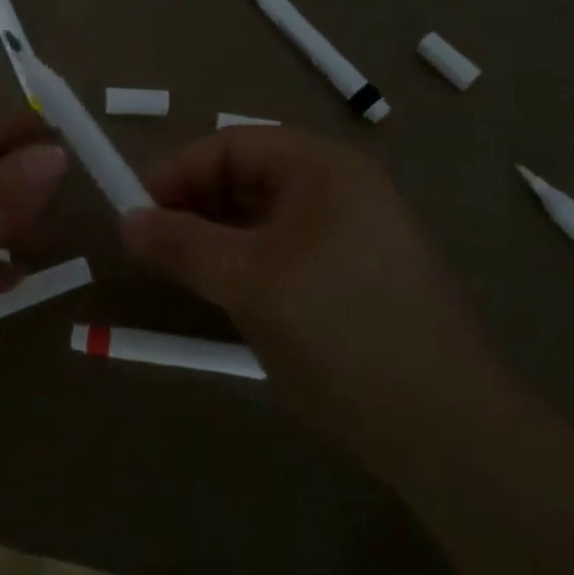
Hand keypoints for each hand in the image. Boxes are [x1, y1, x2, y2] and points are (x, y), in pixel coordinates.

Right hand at [120, 127, 503, 477]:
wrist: (447, 430)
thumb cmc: (340, 333)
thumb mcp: (249, 283)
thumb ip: (183, 245)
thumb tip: (126, 222)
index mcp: (323, 168)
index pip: (233, 144)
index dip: (179, 171)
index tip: (136, 210)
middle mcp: (340, 188)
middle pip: (248, 175)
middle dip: (195, 203)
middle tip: (152, 245)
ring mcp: (351, 232)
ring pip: (263, 216)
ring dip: (217, 235)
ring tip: (180, 270)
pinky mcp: (353, 273)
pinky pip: (284, 248)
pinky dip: (246, 261)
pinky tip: (224, 291)